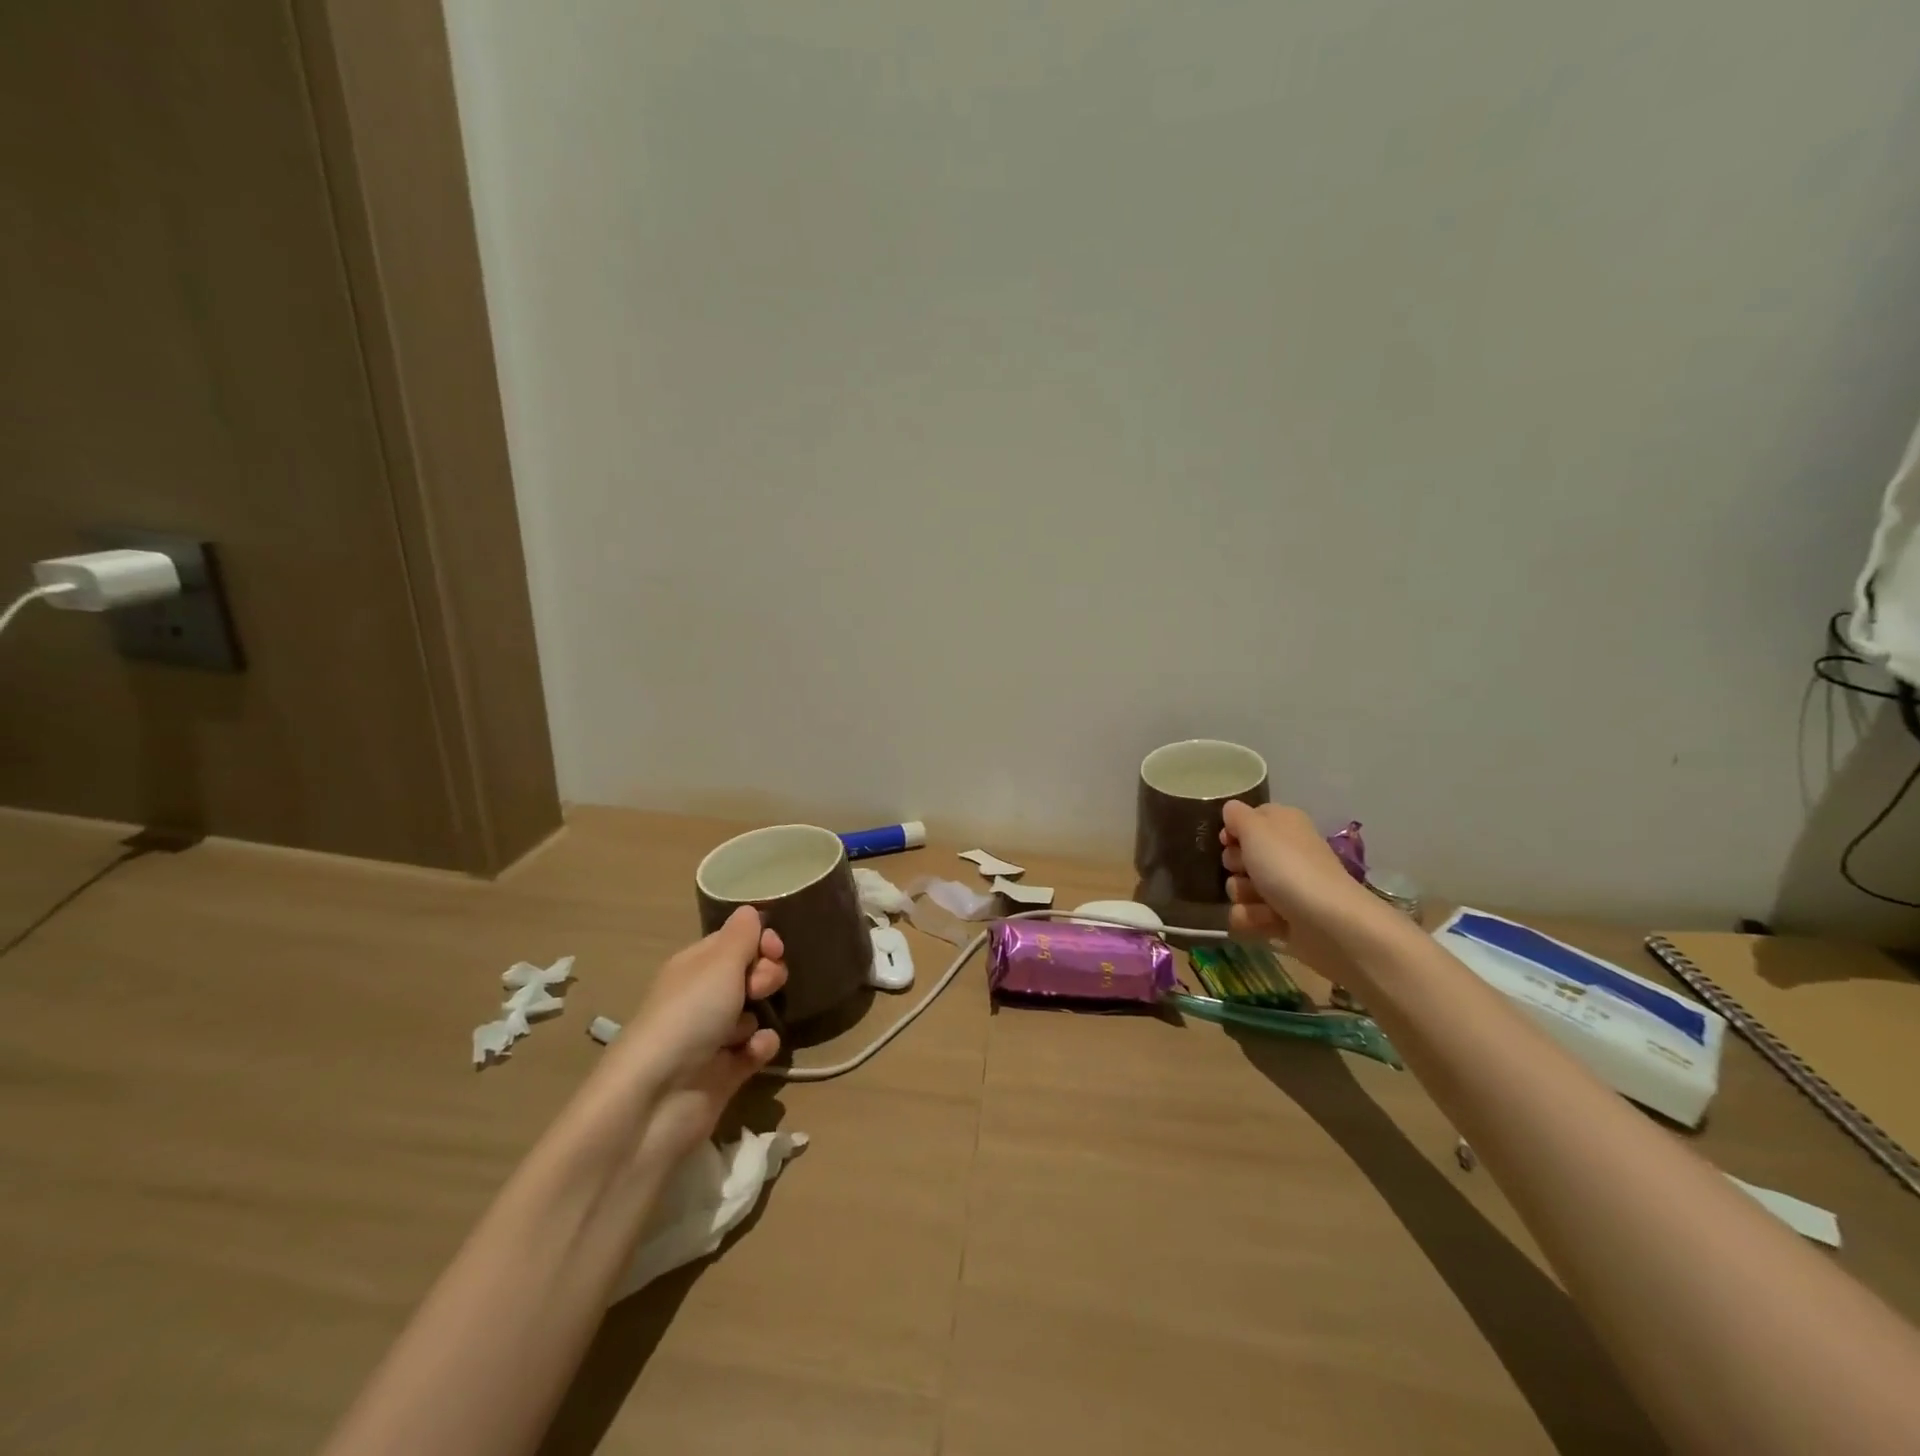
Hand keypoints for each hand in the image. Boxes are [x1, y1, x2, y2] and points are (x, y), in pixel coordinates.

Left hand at [618, 907, 786, 1171]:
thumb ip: (742, 935)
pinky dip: (761, 1048)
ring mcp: (714, 1036)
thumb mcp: (719, 963)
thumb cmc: (688, 1016)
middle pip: (750, 974)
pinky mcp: (725, 1072)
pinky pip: (756, 1049)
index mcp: (696, 966)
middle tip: (760, 987)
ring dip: (764, 1014)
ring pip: (756, 1012)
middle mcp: (703, 997)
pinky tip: (756, 1052)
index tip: (774, 949)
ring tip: (751, 1028)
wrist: (656, 1099)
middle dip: (766, 975)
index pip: (736, 941)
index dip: (760, 941)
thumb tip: (750, 911)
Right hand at [1220, 800, 1390, 976]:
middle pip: (1238, 856)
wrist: (1329, 923)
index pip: (1247, 819)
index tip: (1228, 841)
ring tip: (1263, 902)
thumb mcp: (1256, 828)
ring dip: (1243, 896)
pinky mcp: (1281, 918)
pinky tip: (1268, 921)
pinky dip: (1252, 919)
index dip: (1233, 831)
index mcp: (1282, 824)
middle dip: (1235, 866)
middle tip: (1247, 870)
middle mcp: (1283, 853)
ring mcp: (1282, 887)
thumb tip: (1231, 811)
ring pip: (1239, 888)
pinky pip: (1248, 915)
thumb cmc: (1289, 867)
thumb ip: (1236, 815)